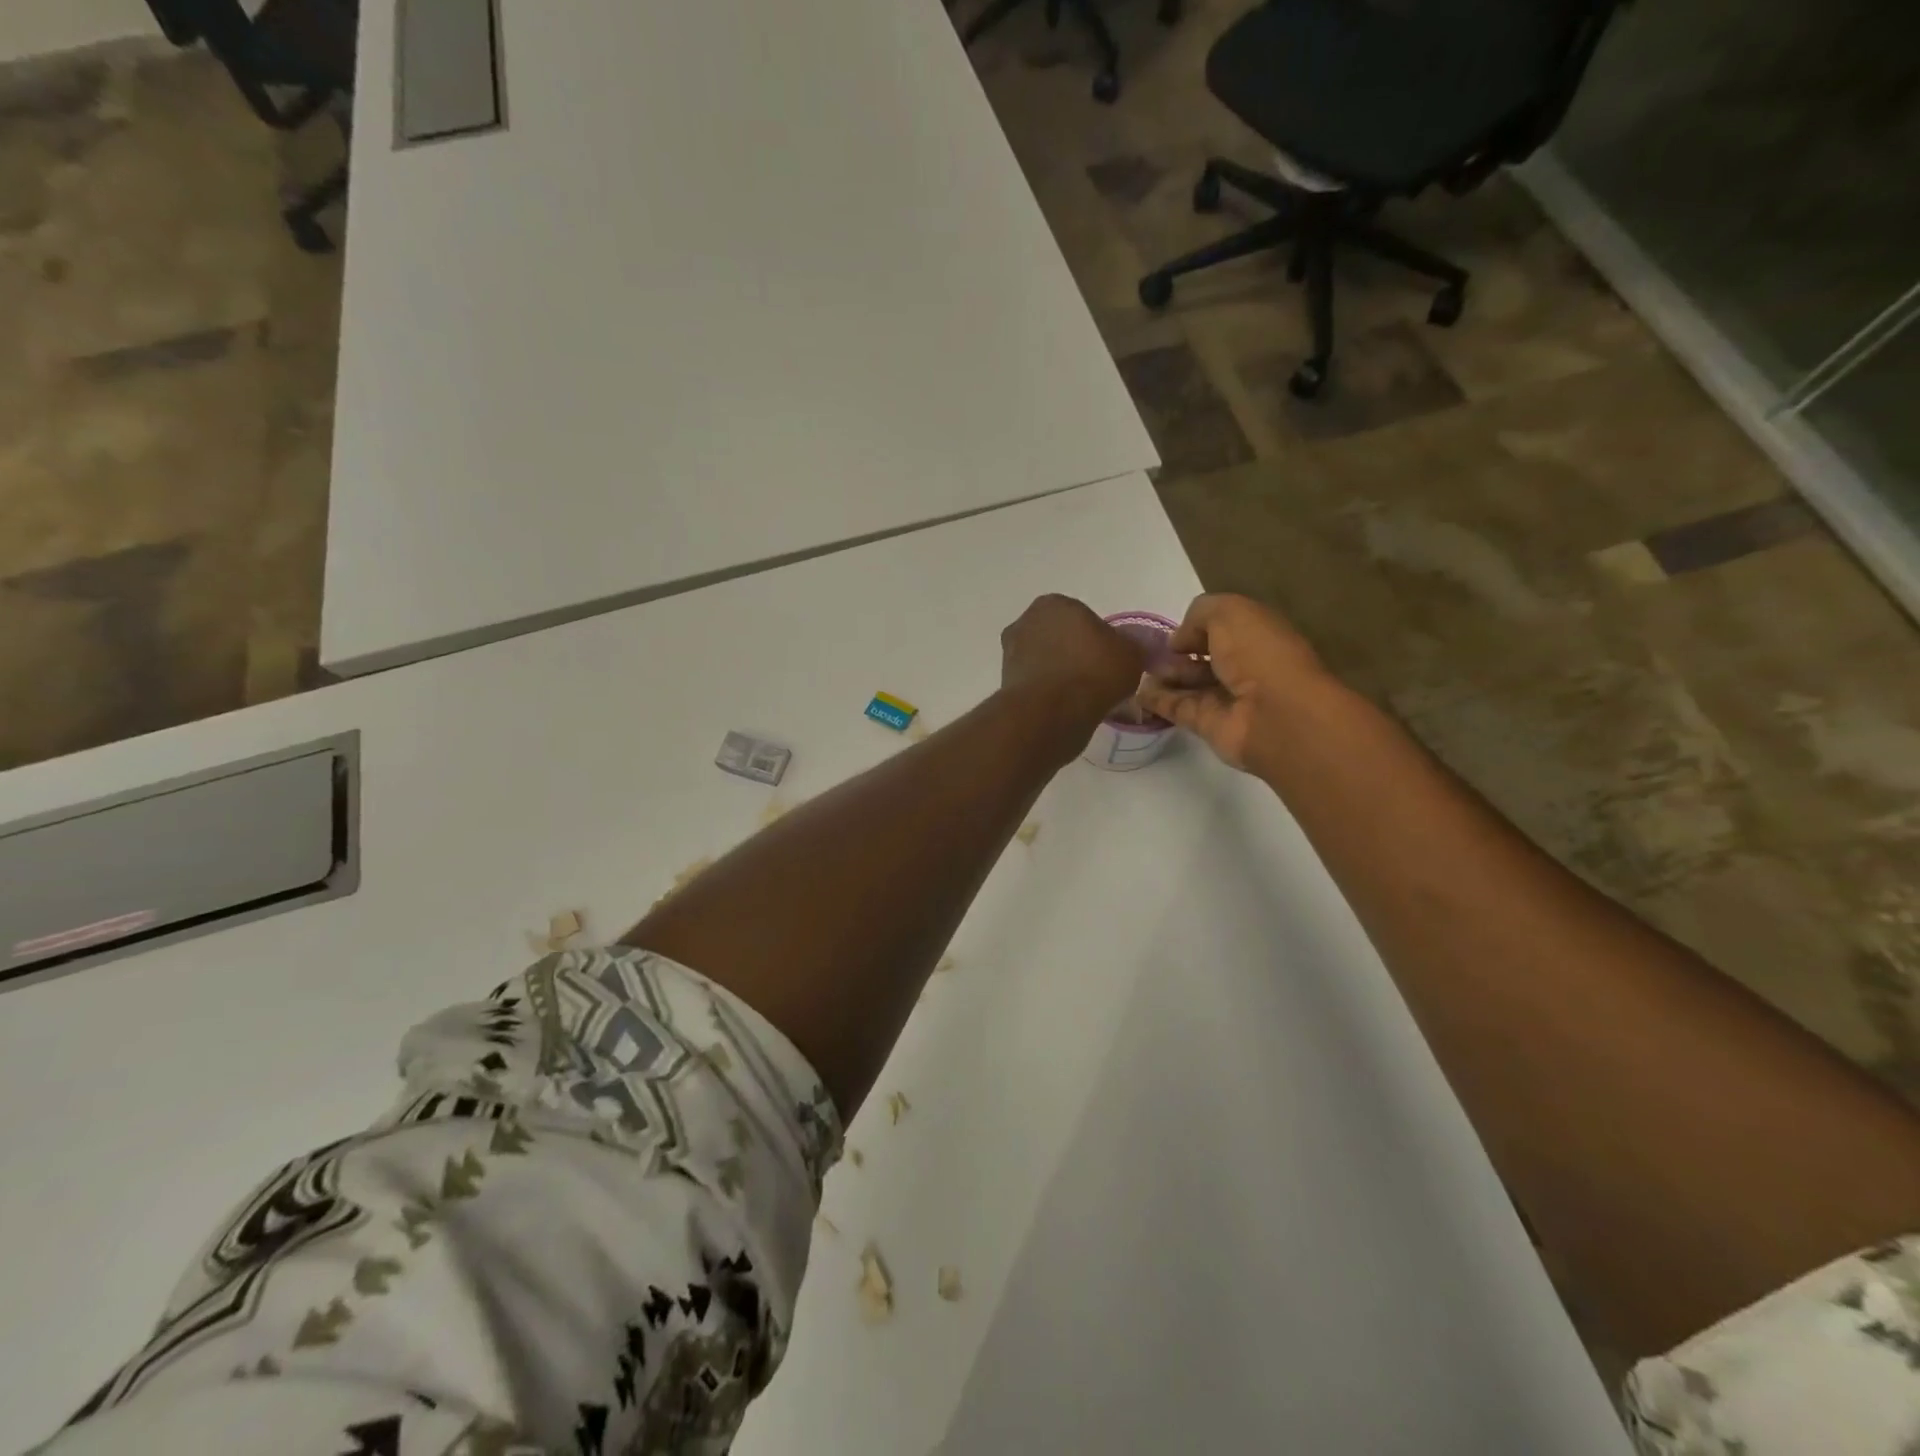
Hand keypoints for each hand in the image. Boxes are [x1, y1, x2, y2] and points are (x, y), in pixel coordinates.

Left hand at [1000, 594, 1147, 726]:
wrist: (1051, 712)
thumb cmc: (1093, 671)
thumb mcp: (1131, 654)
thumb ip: (1133, 644)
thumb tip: (1134, 645)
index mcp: (1055, 604)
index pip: (1082, 618)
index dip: (1098, 639)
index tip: (1109, 660)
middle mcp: (1026, 621)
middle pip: (1060, 638)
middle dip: (1075, 654)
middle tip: (1097, 679)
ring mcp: (1011, 652)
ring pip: (1045, 661)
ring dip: (1059, 674)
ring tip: (1082, 698)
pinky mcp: (1005, 682)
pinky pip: (1036, 684)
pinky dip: (1048, 693)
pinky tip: (1064, 709)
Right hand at [1137, 593, 1328, 772]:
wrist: (1272, 712)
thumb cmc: (1258, 653)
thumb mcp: (1229, 612)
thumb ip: (1199, 614)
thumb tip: (1178, 641)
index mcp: (1256, 635)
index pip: (1223, 628)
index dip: (1197, 627)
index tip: (1174, 632)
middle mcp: (1243, 666)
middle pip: (1204, 657)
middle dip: (1177, 653)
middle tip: (1149, 652)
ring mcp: (1226, 697)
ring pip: (1188, 683)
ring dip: (1164, 675)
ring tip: (1138, 670)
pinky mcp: (1208, 724)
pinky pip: (1177, 708)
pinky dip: (1156, 700)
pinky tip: (1136, 692)